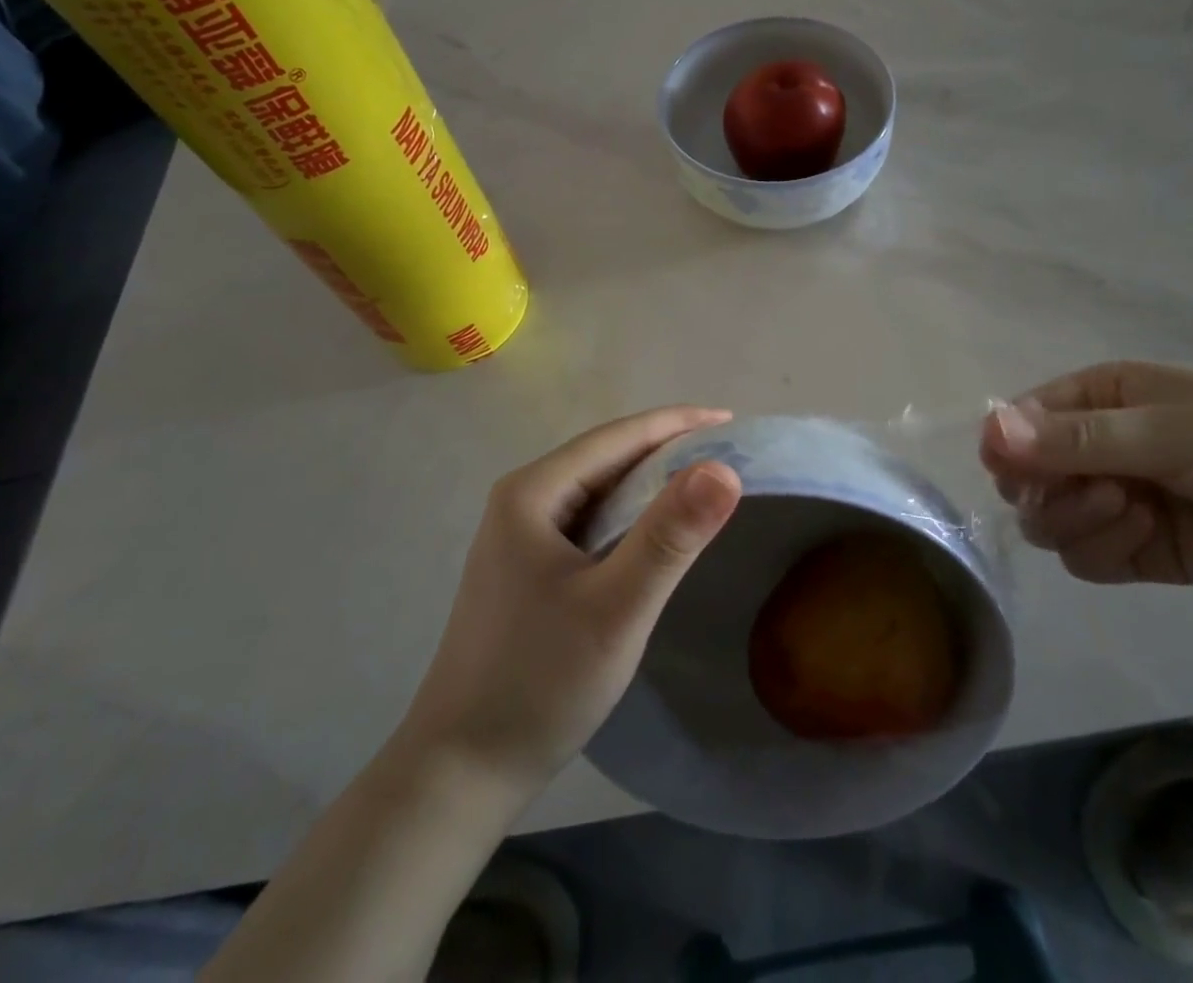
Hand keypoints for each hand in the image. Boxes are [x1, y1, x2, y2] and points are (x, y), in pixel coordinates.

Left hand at [400, 408, 741, 802]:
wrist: (460, 772)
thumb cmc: (539, 683)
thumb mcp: (617, 608)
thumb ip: (670, 536)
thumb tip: (724, 468)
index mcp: (532, 492)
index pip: (617, 437)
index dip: (678, 423)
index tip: (732, 421)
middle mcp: (521, 500)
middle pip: (606, 457)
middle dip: (667, 449)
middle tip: (727, 453)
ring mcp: (519, 535)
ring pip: (598, 490)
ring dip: (650, 482)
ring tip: (703, 485)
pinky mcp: (525, 568)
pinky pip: (588, 521)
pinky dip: (629, 516)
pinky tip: (655, 532)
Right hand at [979, 361, 1192, 595]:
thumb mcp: (1166, 429)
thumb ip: (1075, 438)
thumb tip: (988, 432)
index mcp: (1095, 398)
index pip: (1018, 422)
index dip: (1008, 448)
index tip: (1018, 473)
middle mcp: (1092, 447)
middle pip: (1025, 478)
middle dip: (1050, 491)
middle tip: (1100, 493)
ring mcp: (1112, 500)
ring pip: (1047, 521)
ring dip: (1079, 521)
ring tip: (1134, 512)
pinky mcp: (1135, 550)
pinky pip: (1083, 558)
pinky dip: (1102, 550)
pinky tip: (1146, 536)